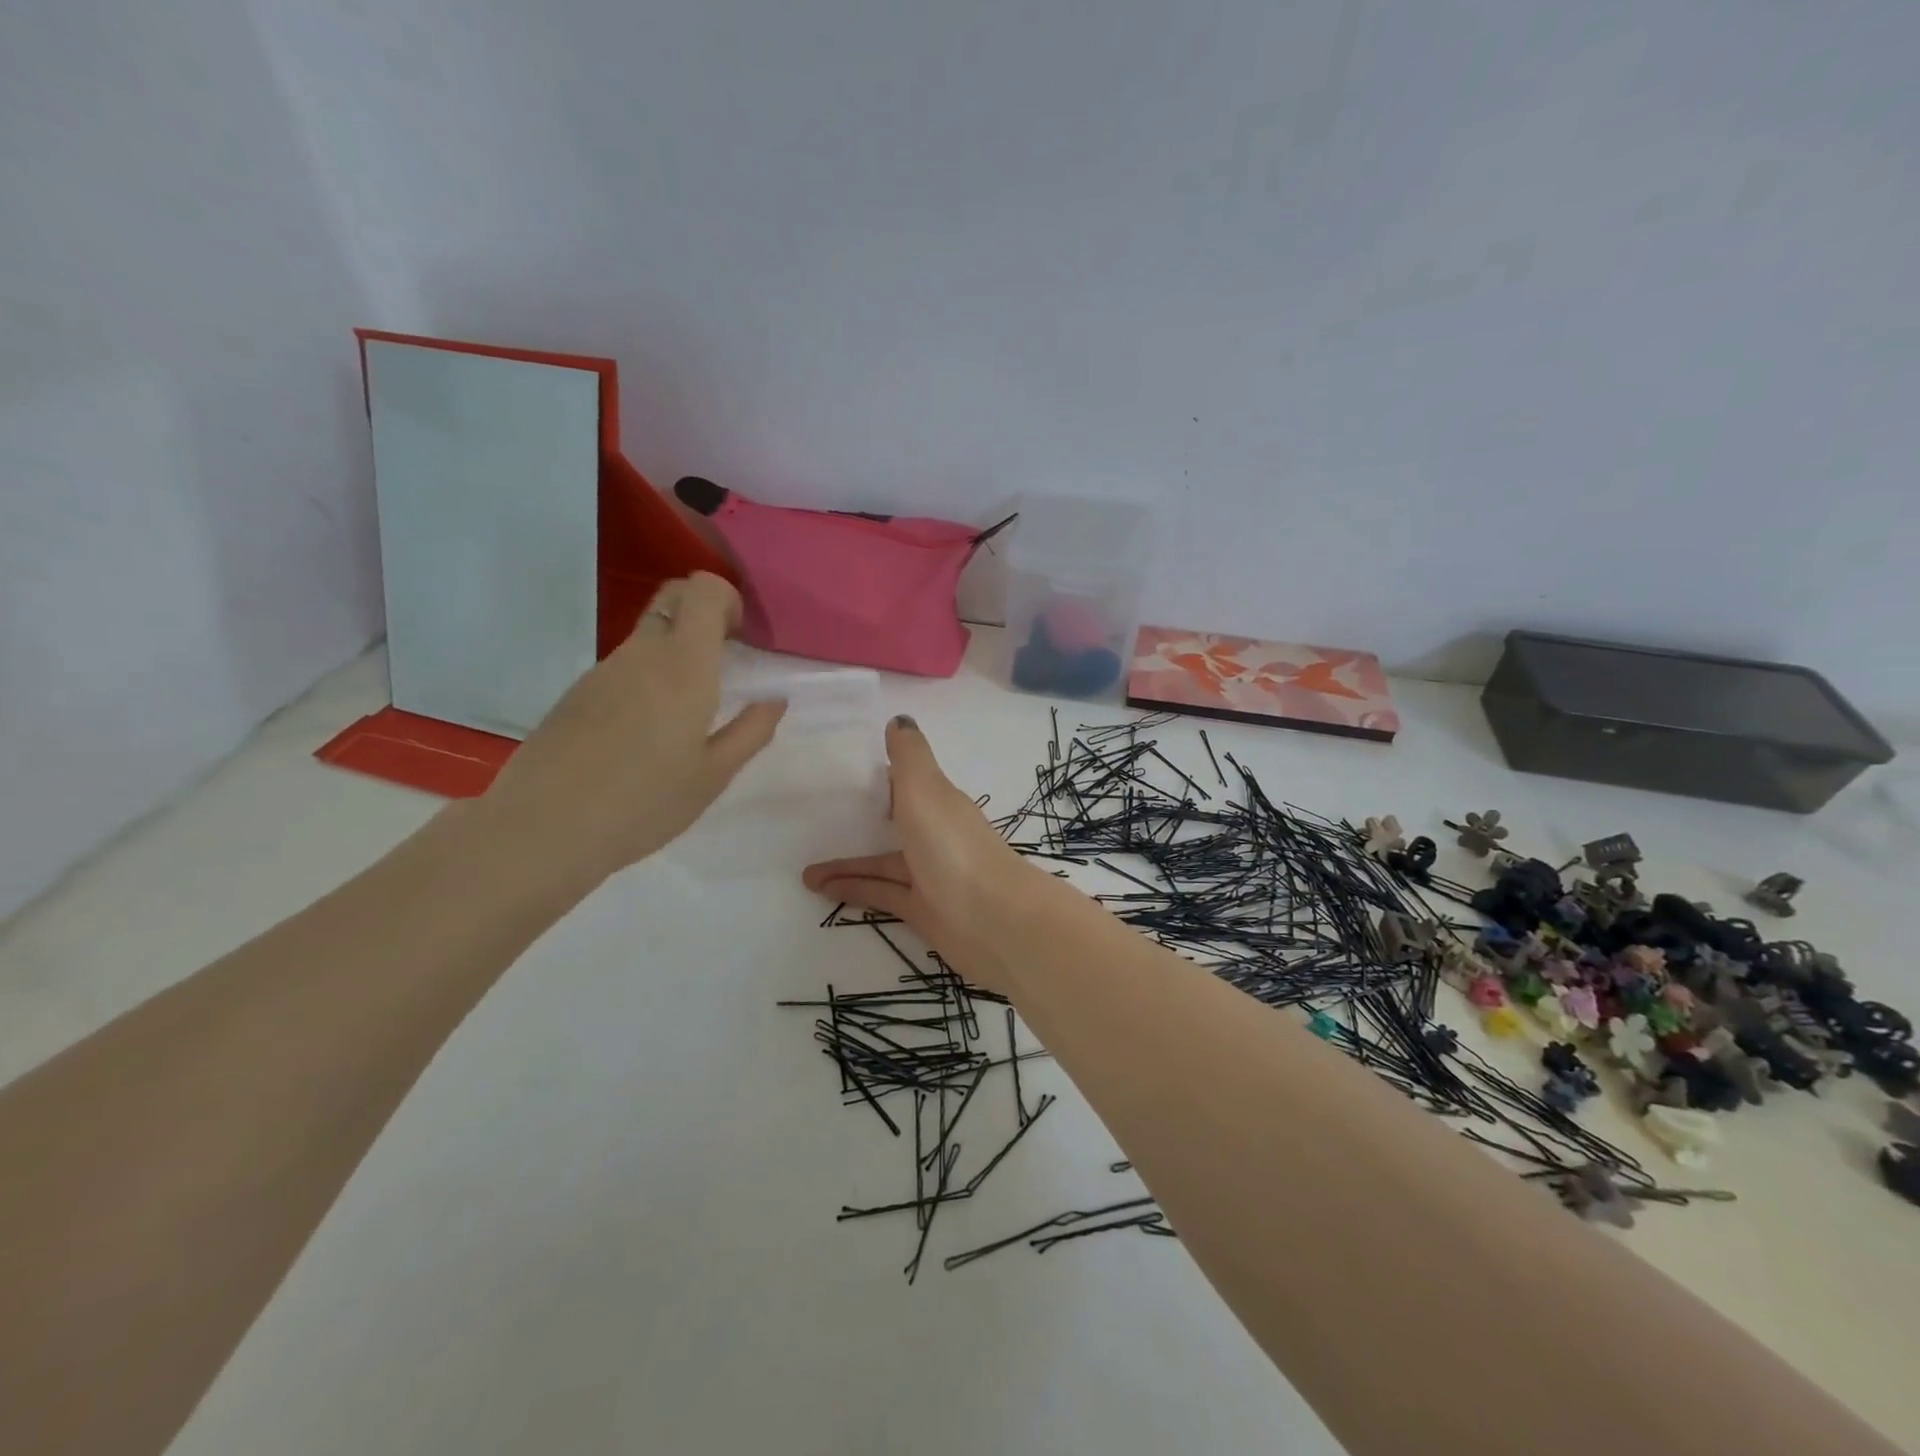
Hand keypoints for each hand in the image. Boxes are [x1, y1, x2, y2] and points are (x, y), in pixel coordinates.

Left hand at [479, 573, 784, 881]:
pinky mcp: (577, 693)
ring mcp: (602, 670)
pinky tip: (645, 734)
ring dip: (675, 653)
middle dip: (704, 614)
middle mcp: (641, 653)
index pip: (702, 590)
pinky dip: (646, 679)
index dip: (729, 600)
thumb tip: (774, 700)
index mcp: (682, 665)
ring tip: (687, 713)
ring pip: (647, 636)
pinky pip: (623, 667)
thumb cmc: (644, 803)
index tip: (743, 639)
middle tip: (724, 662)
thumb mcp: (713, 775)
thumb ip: (751, 731)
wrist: (543, 829)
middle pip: (673, 598)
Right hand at [802, 716, 1040, 990]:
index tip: (844, 771)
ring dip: (846, 864)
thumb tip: (899, 719)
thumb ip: (909, 756)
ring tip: (804, 871)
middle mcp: (935, 835)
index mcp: (939, 802)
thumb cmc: (953, 845)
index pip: (908, 783)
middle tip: (815, 822)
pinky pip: (880, 894)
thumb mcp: (926, 789)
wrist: (994, 921)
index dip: (881, 775)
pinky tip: (821, 889)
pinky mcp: (922, 910)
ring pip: (882, 864)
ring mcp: (930, 874)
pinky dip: (853, 889)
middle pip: (894, 823)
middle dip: (860, 822)